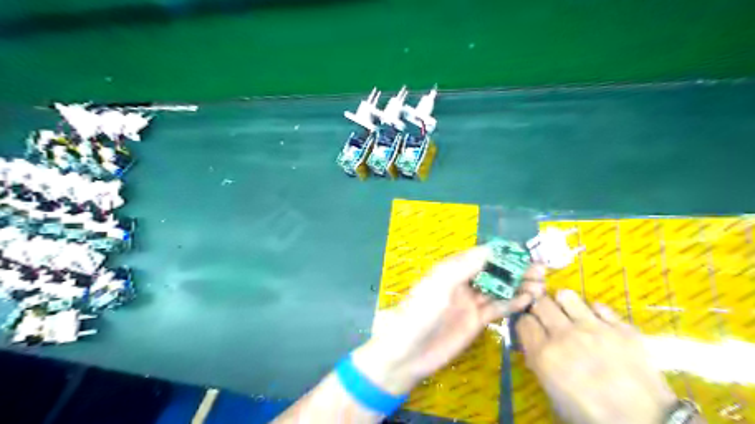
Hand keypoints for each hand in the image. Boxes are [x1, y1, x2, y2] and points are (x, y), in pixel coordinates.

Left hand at [354, 246, 542, 395]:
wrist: (409, 350)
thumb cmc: (421, 310)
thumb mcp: (441, 283)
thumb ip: (466, 266)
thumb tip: (492, 250)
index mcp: (453, 268)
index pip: (482, 255)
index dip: (504, 253)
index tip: (527, 252)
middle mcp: (464, 282)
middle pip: (494, 272)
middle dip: (516, 269)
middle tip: (541, 270)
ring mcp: (471, 302)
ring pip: (499, 289)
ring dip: (519, 286)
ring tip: (541, 284)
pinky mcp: (476, 321)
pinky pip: (497, 308)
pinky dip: (513, 303)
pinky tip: (528, 299)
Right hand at [520, 290, 678, 423]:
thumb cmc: (591, 415)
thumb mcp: (554, 394)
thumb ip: (540, 362)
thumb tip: (535, 343)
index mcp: (544, 355)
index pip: (523, 321)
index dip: (525, 323)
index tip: (531, 328)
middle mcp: (564, 335)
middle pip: (540, 303)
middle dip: (539, 308)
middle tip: (546, 317)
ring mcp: (594, 328)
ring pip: (566, 296)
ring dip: (563, 303)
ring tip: (569, 313)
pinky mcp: (621, 328)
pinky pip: (599, 306)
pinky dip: (594, 312)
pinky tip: (597, 322)